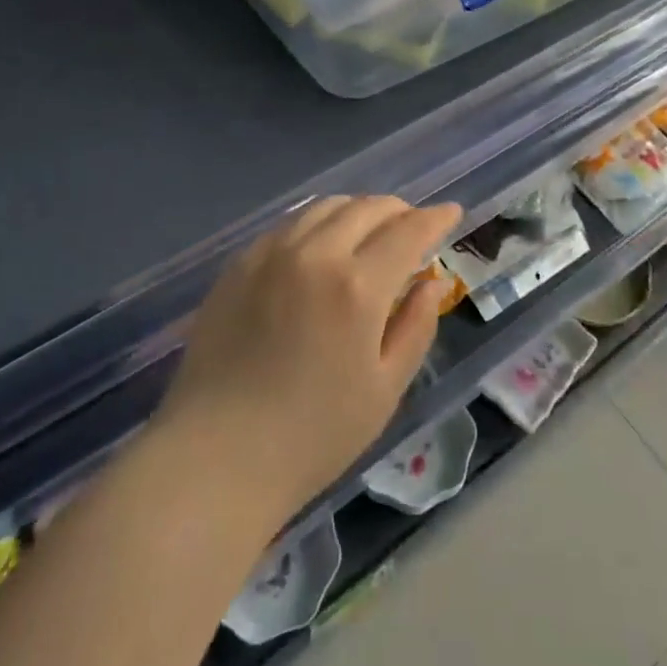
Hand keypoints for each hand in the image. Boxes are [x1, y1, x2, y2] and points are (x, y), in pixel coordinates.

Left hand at [157, 195, 461, 524]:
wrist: (215, 458)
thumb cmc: (311, 436)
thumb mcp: (383, 390)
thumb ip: (415, 328)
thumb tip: (432, 283)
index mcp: (358, 287)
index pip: (408, 231)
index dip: (435, 218)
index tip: (452, 212)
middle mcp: (316, 253)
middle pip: (368, 207)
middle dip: (399, 210)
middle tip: (412, 225)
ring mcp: (272, 252)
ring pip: (327, 206)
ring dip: (359, 209)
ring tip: (370, 228)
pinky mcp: (240, 262)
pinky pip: (290, 223)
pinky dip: (319, 221)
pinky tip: (321, 241)